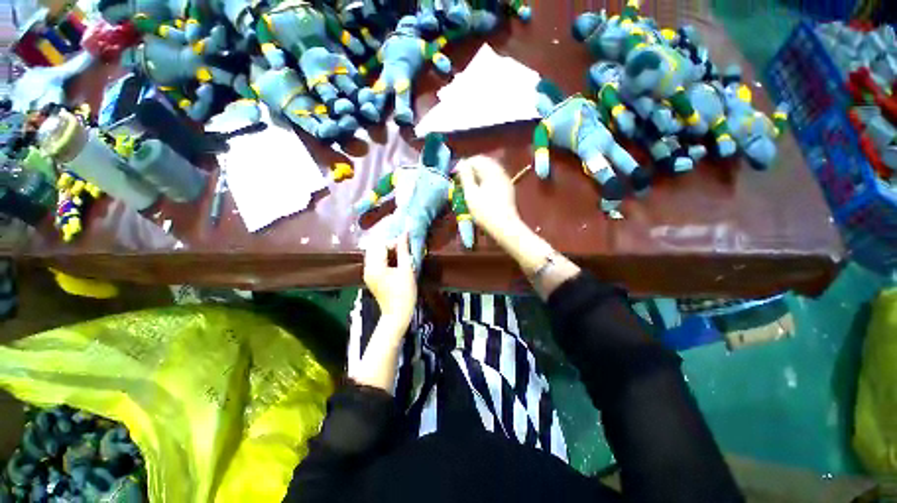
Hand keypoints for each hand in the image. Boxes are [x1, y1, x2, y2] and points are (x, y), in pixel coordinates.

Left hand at [364, 233, 416, 330]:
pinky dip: (384, 256)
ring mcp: (367, 273)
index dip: (394, 241)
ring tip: (400, 252)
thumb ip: (404, 251)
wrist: (397, 314)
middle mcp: (367, 268)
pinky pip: (375, 260)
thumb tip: (404, 234)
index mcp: (375, 267)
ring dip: (387, 250)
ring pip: (374, 253)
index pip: (381, 244)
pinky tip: (394, 260)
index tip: (406, 244)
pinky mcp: (371, 277)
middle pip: (374, 247)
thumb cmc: (404, 293)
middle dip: (389, 244)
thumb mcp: (407, 270)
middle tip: (403, 247)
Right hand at [456, 156, 521, 239]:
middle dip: (472, 168)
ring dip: (479, 174)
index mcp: (492, 171)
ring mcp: (506, 180)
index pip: (477, 159)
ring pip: (490, 170)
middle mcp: (500, 172)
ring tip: (469, 185)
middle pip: (485, 163)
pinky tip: (480, 190)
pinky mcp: (507, 189)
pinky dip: (486, 180)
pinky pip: (495, 178)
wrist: (505, 227)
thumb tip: (461, 163)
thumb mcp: (471, 194)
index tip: (455, 174)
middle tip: (461, 179)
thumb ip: (466, 177)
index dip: (464, 164)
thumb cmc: (485, 211)